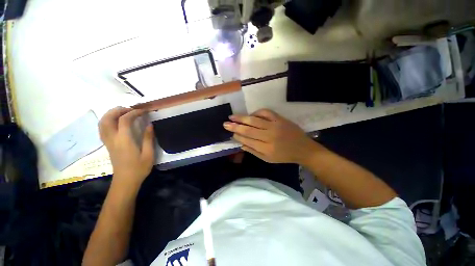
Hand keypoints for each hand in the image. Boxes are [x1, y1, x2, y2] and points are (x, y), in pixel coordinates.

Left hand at [99, 107, 154, 188]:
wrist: (125, 181)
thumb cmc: (139, 168)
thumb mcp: (148, 154)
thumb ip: (148, 138)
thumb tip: (149, 125)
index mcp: (124, 140)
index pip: (124, 120)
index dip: (134, 112)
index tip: (144, 111)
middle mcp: (113, 139)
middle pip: (108, 118)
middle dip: (118, 110)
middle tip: (131, 109)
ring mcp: (108, 142)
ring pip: (102, 123)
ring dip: (111, 114)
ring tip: (123, 113)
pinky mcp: (107, 145)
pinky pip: (103, 129)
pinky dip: (108, 121)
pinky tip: (117, 122)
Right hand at [223, 109, 322, 163]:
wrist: (303, 149)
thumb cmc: (284, 156)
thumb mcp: (268, 159)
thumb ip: (254, 151)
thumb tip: (241, 144)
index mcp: (266, 148)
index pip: (247, 140)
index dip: (237, 136)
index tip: (230, 133)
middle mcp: (269, 136)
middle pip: (248, 130)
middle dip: (235, 127)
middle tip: (225, 124)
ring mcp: (275, 125)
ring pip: (255, 120)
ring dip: (242, 118)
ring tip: (232, 117)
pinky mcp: (280, 119)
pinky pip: (266, 112)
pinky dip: (257, 112)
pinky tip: (251, 114)